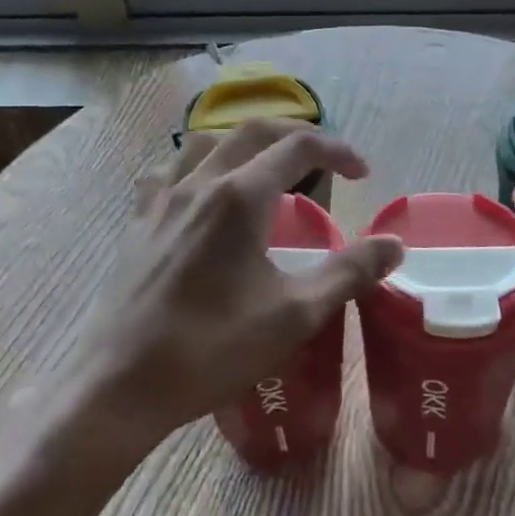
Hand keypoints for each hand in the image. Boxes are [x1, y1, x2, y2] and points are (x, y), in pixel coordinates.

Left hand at [63, 119, 403, 450]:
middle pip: (254, 131)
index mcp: (240, 197)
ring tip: (266, 167)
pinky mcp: (138, 220)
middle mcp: (200, 182)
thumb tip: (394, 245)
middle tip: (326, 159)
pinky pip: (168, 170)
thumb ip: (348, 273)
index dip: (337, 151)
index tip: (363, 174)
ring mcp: (163, 198)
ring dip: (245, 142)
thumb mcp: (293, 315)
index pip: (298, 147)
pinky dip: (195, 164)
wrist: (119, 384)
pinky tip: (200, 189)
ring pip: (207, 141)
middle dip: (296, 134)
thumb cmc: (211, 350)